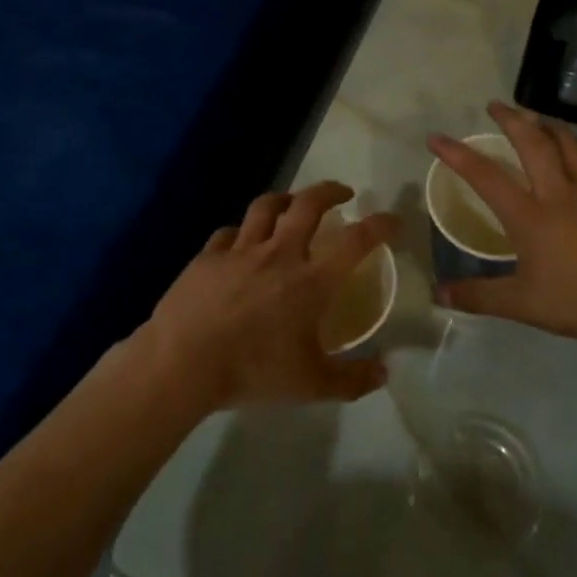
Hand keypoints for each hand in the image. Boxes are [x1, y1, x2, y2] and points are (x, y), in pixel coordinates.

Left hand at [140, 182, 398, 410]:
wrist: (183, 363)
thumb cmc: (253, 371)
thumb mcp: (312, 385)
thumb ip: (352, 380)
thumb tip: (385, 373)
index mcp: (311, 281)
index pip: (356, 241)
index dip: (379, 225)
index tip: (393, 220)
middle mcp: (279, 254)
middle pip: (308, 204)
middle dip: (329, 191)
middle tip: (342, 194)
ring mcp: (240, 251)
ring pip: (265, 207)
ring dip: (284, 199)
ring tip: (292, 203)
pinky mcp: (208, 256)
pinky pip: (229, 233)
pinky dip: (241, 233)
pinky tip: (240, 242)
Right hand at [428, 100, 576, 344]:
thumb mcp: (522, 304)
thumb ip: (479, 296)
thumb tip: (438, 294)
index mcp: (529, 215)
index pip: (485, 177)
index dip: (458, 155)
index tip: (437, 138)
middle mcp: (560, 193)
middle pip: (533, 144)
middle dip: (512, 120)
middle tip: (497, 105)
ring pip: (572, 147)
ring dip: (552, 128)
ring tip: (541, 119)